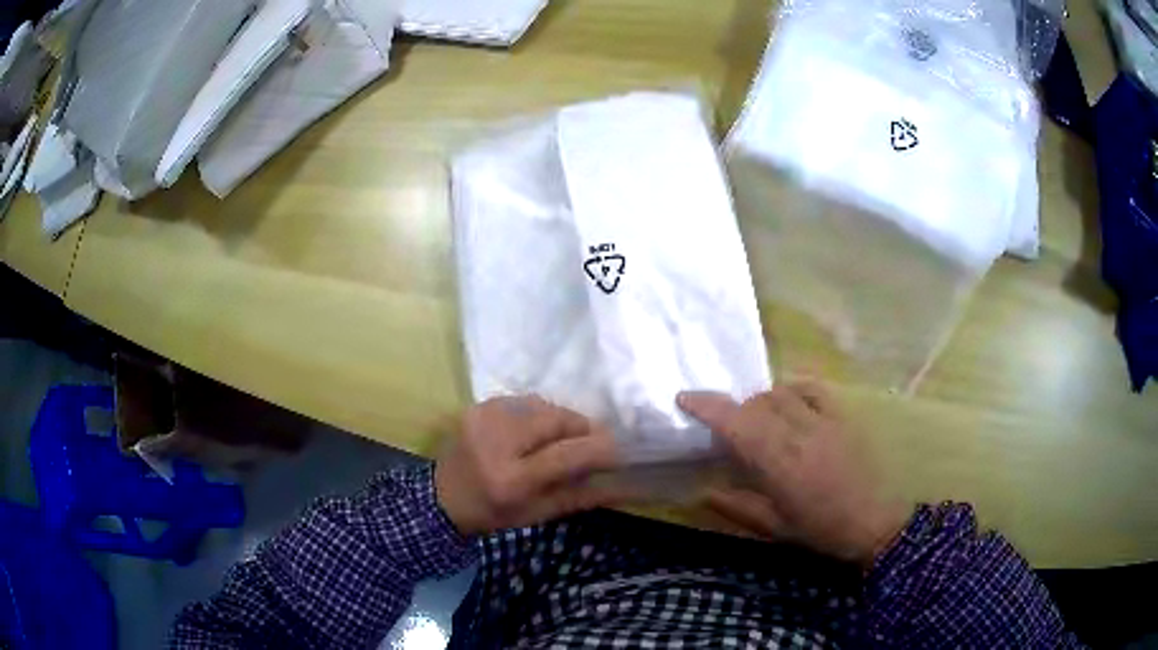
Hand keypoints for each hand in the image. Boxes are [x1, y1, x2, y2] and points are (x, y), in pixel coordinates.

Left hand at [435, 396, 621, 536]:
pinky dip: (538, 413)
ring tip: (563, 437)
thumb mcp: (538, 514)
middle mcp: (496, 442)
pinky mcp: (477, 406)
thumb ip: (581, 496)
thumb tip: (624, 485)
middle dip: (581, 427)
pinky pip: (522, 401)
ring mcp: (483, 418)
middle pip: (556, 419)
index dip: (598, 449)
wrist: (440, 498)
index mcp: (511, 480)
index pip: (566, 455)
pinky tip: (535, 430)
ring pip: (542, 405)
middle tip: (592, 440)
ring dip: (560, 419)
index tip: (618, 450)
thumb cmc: (493, 513)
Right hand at [679, 382, 906, 568]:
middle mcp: (800, 433)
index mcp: (779, 463)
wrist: (874, 522)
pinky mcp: (842, 416)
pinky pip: (812, 388)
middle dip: (735, 409)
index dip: (708, 406)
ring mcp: (824, 420)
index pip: (737, 422)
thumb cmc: (821, 530)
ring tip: (760, 420)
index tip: (685, 397)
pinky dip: (793, 388)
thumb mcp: (774, 528)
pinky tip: (788, 401)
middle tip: (728, 429)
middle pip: (756, 403)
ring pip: (781, 392)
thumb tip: (704, 490)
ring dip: (761, 400)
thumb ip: (737, 506)